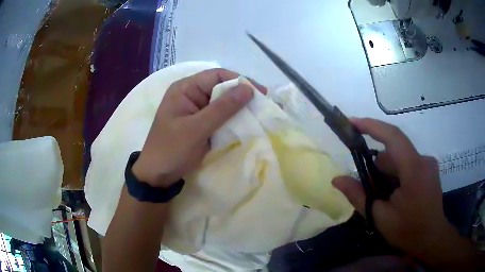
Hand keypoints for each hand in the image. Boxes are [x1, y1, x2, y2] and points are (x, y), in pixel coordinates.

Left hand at [132, 69, 265, 187]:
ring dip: (240, 108)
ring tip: (260, 114)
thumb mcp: (196, 129)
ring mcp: (197, 110)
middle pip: (221, 88)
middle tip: (264, 104)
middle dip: (242, 95)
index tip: (260, 93)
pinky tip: (247, 123)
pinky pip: (220, 117)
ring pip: (223, 103)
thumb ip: (222, 108)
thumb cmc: (172, 150)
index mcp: (185, 89)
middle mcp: (191, 95)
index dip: (239, 81)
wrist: (158, 175)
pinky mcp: (201, 124)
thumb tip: (248, 89)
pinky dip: (233, 120)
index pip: (216, 76)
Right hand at [332, 118, 474, 268]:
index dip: (371, 126)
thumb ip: (358, 196)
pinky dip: (396, 175)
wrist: (432, 238)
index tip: (352, 123)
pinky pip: (408, 164)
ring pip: (400, 159)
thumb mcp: (380, 217)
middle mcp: (423, 160)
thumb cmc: (408, 231)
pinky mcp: (429, 169)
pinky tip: (394, 195)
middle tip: (367, 189)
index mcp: (414, 169)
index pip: (392, 136)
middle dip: (377, 167)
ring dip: (387, 174)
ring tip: (383, 198)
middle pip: (393, 153)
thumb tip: (337, 180)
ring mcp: (428, 164)